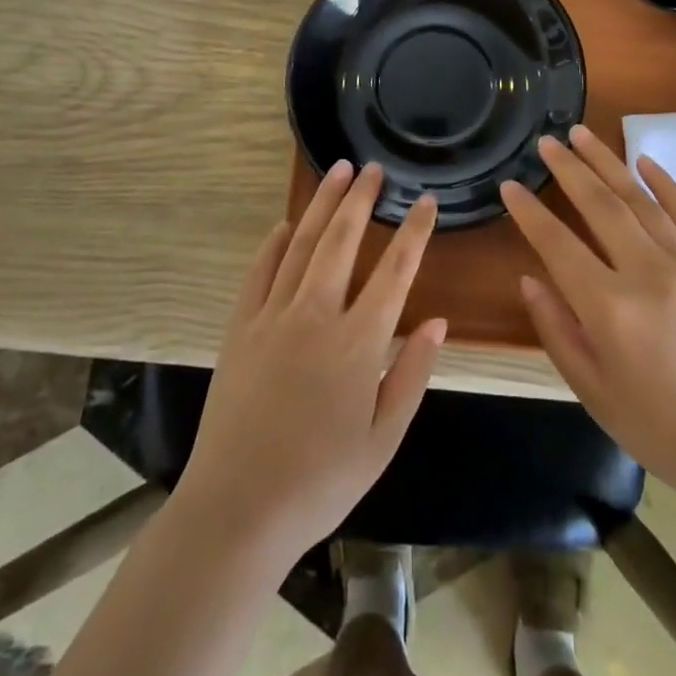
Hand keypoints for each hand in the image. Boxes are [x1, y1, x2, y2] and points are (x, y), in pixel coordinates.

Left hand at [179, 161, 447, 562]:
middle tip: (372, 167)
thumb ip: (412, 375)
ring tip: (337, 172)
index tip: (425, 200)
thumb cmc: (321, 480)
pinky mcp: (241, 327)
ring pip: (302, 244)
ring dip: (322, 205)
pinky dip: (274, 243)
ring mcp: (273, 316)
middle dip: (361, 199)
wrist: (238, 508)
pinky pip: (259, 271)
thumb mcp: (383, 439)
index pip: (395, 270)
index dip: (414, 231)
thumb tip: (437, 321)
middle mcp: (316, 315)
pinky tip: (285, 224)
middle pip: (342, 241)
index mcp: (358, 342)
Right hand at [501, 126, 675, 507]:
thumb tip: (530, 277)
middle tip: (546, 141)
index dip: (530, 212)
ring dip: (608, 162)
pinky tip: (642, 160)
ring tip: (581, 134)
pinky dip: (664, 183)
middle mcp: (649, 275)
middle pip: (601, 206)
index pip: (558, 244)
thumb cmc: (660, 429)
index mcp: (611, 310)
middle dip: (568, 168)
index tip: (511, 185)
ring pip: (641, 200)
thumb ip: (556, 329)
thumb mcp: (593, 390)